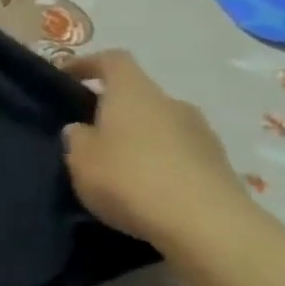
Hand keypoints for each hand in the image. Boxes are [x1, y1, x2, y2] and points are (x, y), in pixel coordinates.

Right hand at [62, 50, 254, 248]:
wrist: (207, 225)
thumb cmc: (130, 179)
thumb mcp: (80, 159)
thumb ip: (77, 138)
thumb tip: (82, 129)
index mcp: (134, 93)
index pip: (113, 60)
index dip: (87, 63)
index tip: (66, 75)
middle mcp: (171, 103)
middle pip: (138, 95)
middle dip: (113, 109)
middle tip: (89, 133)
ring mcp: (201, 133)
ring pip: (160, 125)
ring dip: (138, 138)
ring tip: (116, 166)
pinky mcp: (218, 164)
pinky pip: (178, 153)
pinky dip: (159, 162)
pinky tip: (144, 188)